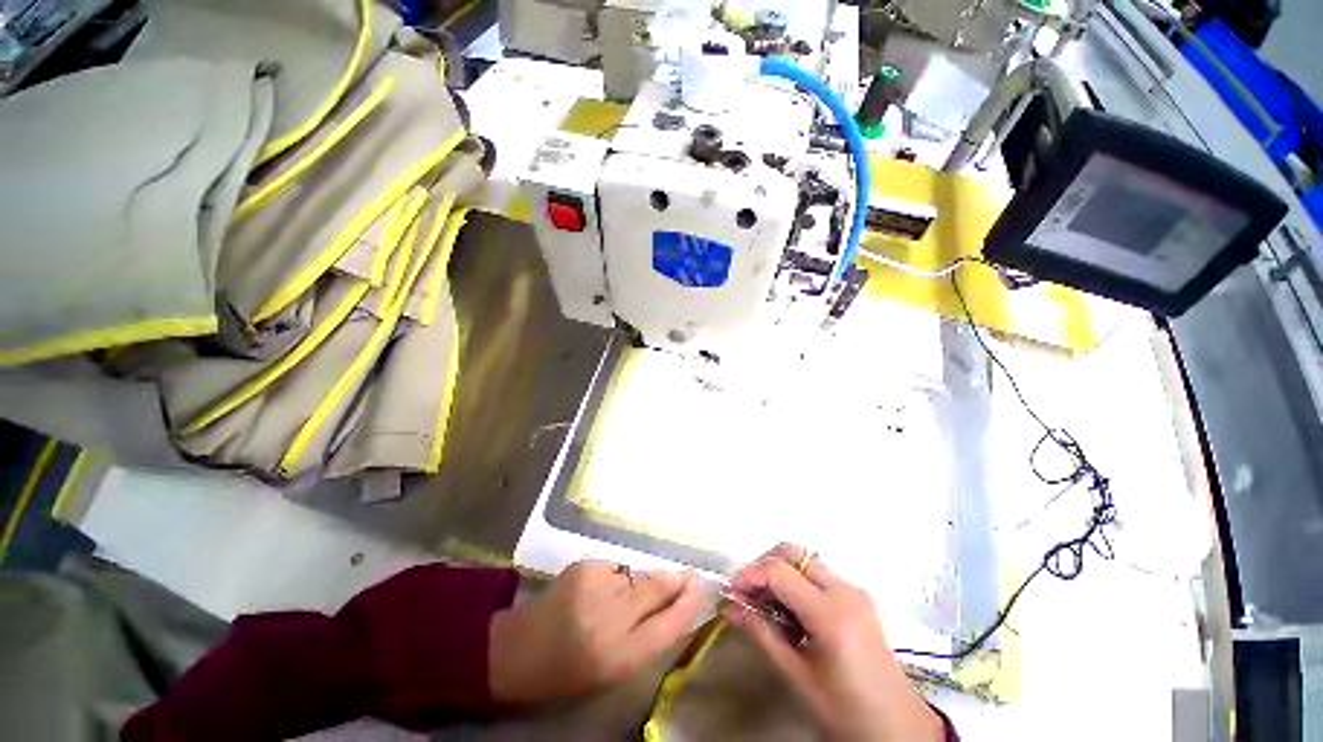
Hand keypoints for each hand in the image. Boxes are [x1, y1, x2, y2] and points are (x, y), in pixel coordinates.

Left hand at [488, 560, 701, 703]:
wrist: (518, 649)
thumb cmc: (568, 671)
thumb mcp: (613, 670)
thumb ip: (647, 637)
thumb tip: (676, 602)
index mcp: (619, 657)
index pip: (668, 625)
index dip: (688, 604)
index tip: (699, 588)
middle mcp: (611, 618)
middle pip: (656, 589)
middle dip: (674, 580)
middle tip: (686, 574)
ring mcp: (596, 586)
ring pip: (636, 575)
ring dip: (639, 582)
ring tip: (622, 597)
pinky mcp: (584, 566)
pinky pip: (615, 568)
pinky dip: (616, 577)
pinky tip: (600, 590)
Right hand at [721, 545, 943, 741]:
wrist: (898, 728)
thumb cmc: (845, 710)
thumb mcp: (797, 675)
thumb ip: (760, 633)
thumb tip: (727, 605)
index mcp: (831, 614)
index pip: (779, 571)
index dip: (749, 575)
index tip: (730, 591)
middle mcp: (845, 590)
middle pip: (794, 553)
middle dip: (764, 564)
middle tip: (747, 590)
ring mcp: (854, 590)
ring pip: (805, 561)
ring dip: (779, 572)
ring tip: (764, 601)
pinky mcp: (858, 596)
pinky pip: (818, 575)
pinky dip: (796, 582)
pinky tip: (789, 610)